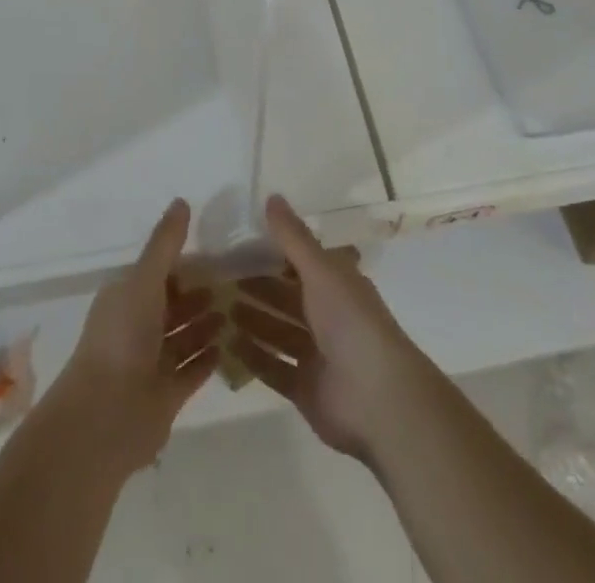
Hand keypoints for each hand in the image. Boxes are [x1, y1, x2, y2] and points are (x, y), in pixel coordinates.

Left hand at [47, 198, 221, 476]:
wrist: (106, 417)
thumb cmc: (122, 337)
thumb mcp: (144, 279)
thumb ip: (165, 244)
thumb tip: (182, 201)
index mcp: (126, 297)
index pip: (159, 273)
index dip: (185, 263)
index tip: (218, 253)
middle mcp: (137, 327)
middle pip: (173, 304)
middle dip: (200, 293)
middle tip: (238, 281)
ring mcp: (151, 363)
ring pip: (184, 337)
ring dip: (207, 324)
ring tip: (240, 309)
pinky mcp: (166, 395)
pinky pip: (191, 371)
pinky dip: (208, 359)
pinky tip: (230, 346)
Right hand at [228, 195, 430, 463]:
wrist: (378, 399)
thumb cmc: (351, 322)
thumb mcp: (321, 271)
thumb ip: (293, 238)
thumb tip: (271, 195)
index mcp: (337, 284)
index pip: (302, 261)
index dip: (274, 251)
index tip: (239, 241)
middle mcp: (328, 316)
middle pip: (286, 296)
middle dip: (257, 286)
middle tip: (218, 275)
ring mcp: (316, 354)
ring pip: (278, 331)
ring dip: (252, 320)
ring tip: (216, 307)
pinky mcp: (305, 388)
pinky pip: (273, 368)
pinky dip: (252, 357)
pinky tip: (226, 344)